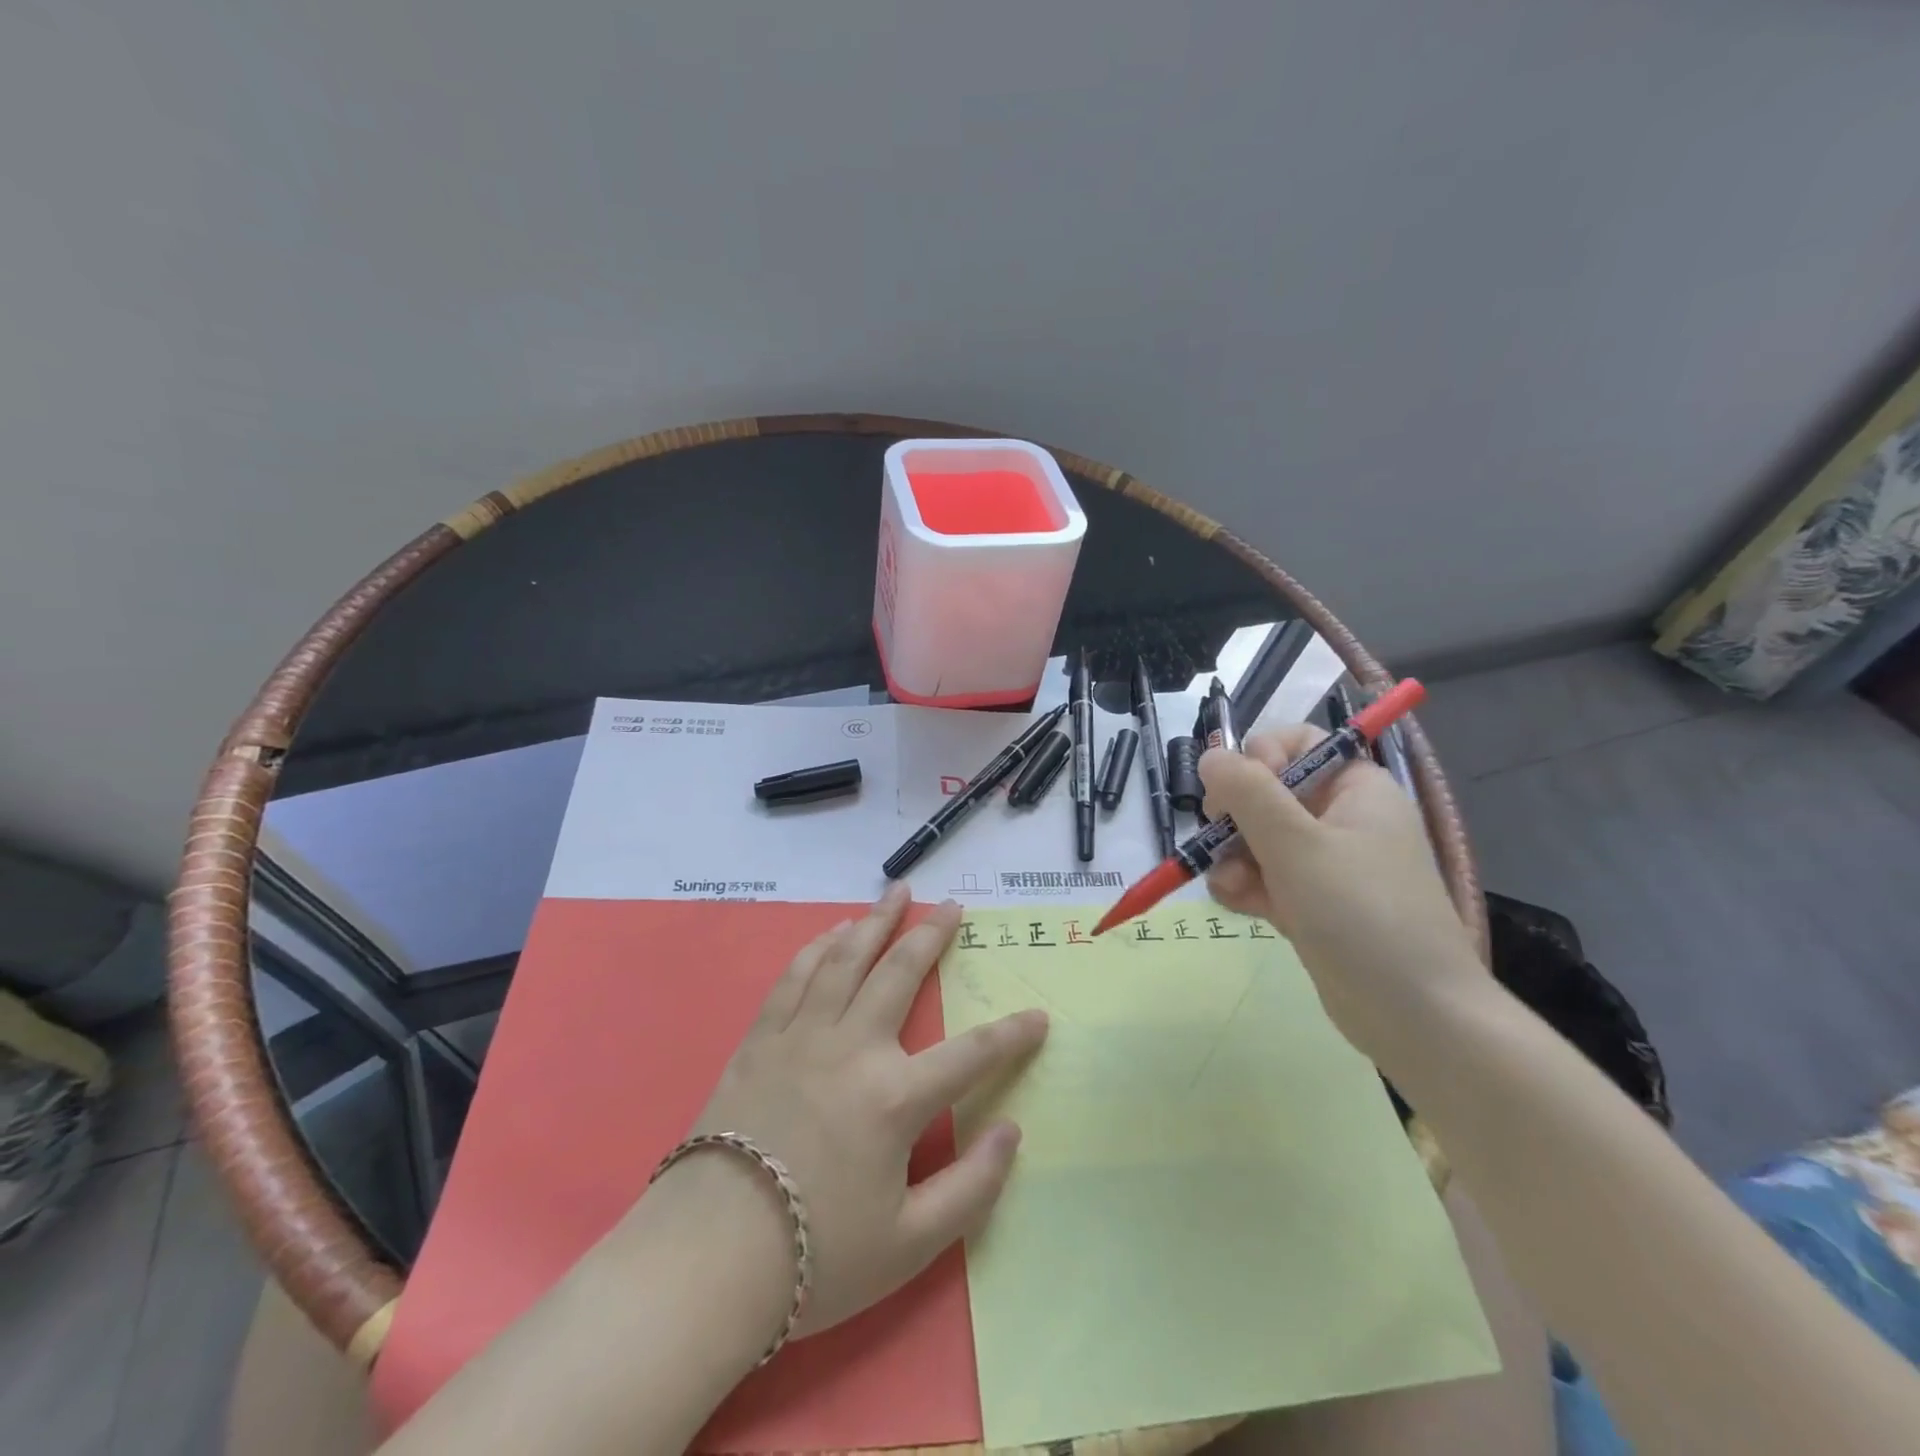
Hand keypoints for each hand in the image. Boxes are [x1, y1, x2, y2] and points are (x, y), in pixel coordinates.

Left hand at [676, 882, 1047, 1339]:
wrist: (707, 1257)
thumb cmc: (815, 1257)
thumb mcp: (909, 1245)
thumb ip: (971, 1188)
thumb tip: (1012, 1133)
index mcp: (895, 1098)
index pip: (972, 1055)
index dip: (1013, 1036)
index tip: (1039, 1017)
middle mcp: (853, 1048)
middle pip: (900, 974)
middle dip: (932, 935)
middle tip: (952, 905)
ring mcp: (803, 1036)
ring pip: (846, 959)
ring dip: (876, 921)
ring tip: (896, 893)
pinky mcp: (761, 1039)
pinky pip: (796, 976)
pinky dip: (818, 947)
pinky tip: (833, 932)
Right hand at [1199, 725, 1483, 1060]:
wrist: (1415, 1016)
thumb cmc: (1361, 913)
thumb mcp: (1297, 844)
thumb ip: (1248, 793)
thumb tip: (1210, 754)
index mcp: (1355, 788)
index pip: (1296, 743)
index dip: (1259, 758)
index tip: (1236, 791)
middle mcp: (1340, 818)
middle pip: (1266, 792)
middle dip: (1235, 817)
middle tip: (1221, 839)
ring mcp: (1324, 863)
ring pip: (1256, 838)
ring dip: (1233, 858)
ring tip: (1233, 887)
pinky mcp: (1310, 903)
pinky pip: (1262, 877)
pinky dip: (1245, 887)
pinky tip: (1240, 906)